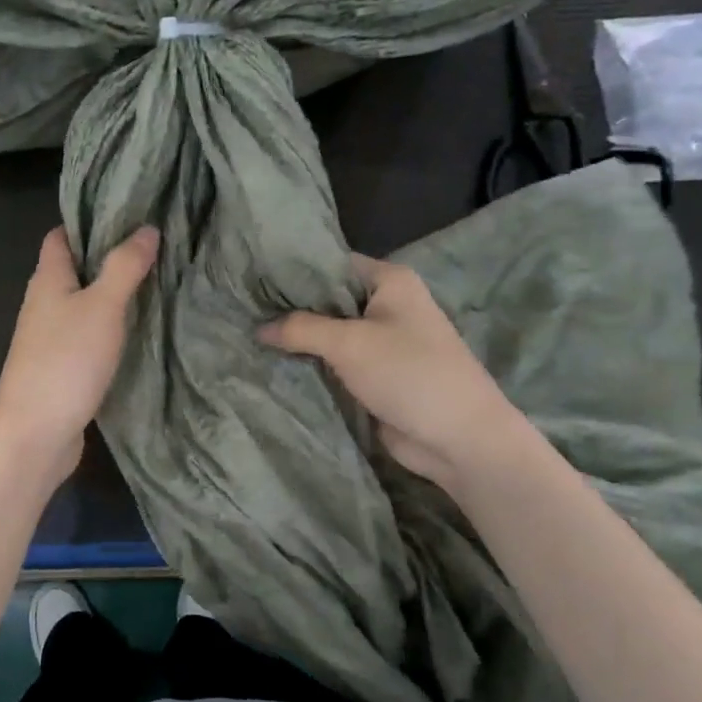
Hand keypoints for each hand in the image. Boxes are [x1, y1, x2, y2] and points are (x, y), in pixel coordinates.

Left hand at [0, 225, 159, 486]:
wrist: (36, 433)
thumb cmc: (66, 361)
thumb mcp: (102, 307)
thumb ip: (124, 267)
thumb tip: (147, 228)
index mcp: (46, 280)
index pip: (60, 236)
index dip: (87, 221)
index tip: (127, 213)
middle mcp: (42, 304)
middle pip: (72, 269)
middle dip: (106, 257)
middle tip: (152, 248)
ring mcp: (47, 339)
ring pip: (80, 304)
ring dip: (109, 294)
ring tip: (152, 284)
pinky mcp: (59, 368)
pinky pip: (85, 336)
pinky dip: (107, 328)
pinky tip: (135, 331)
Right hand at [260, 255, 522, 487]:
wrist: (459, 438)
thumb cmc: (409, 373)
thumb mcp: (348, 344)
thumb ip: (300, 329)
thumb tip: (258, 328)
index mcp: (389, 281)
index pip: (332, 264)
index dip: (294, 271)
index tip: (253, 280)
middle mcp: (386, 305)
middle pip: (328, 300)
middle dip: (290, 310)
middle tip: (243, 312)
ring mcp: (381, 342)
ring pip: (329, 335)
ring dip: (298, 342)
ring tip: (249, 338)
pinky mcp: (375, 376)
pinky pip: (335, 364)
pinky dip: (311, 366)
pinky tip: (274, 366)